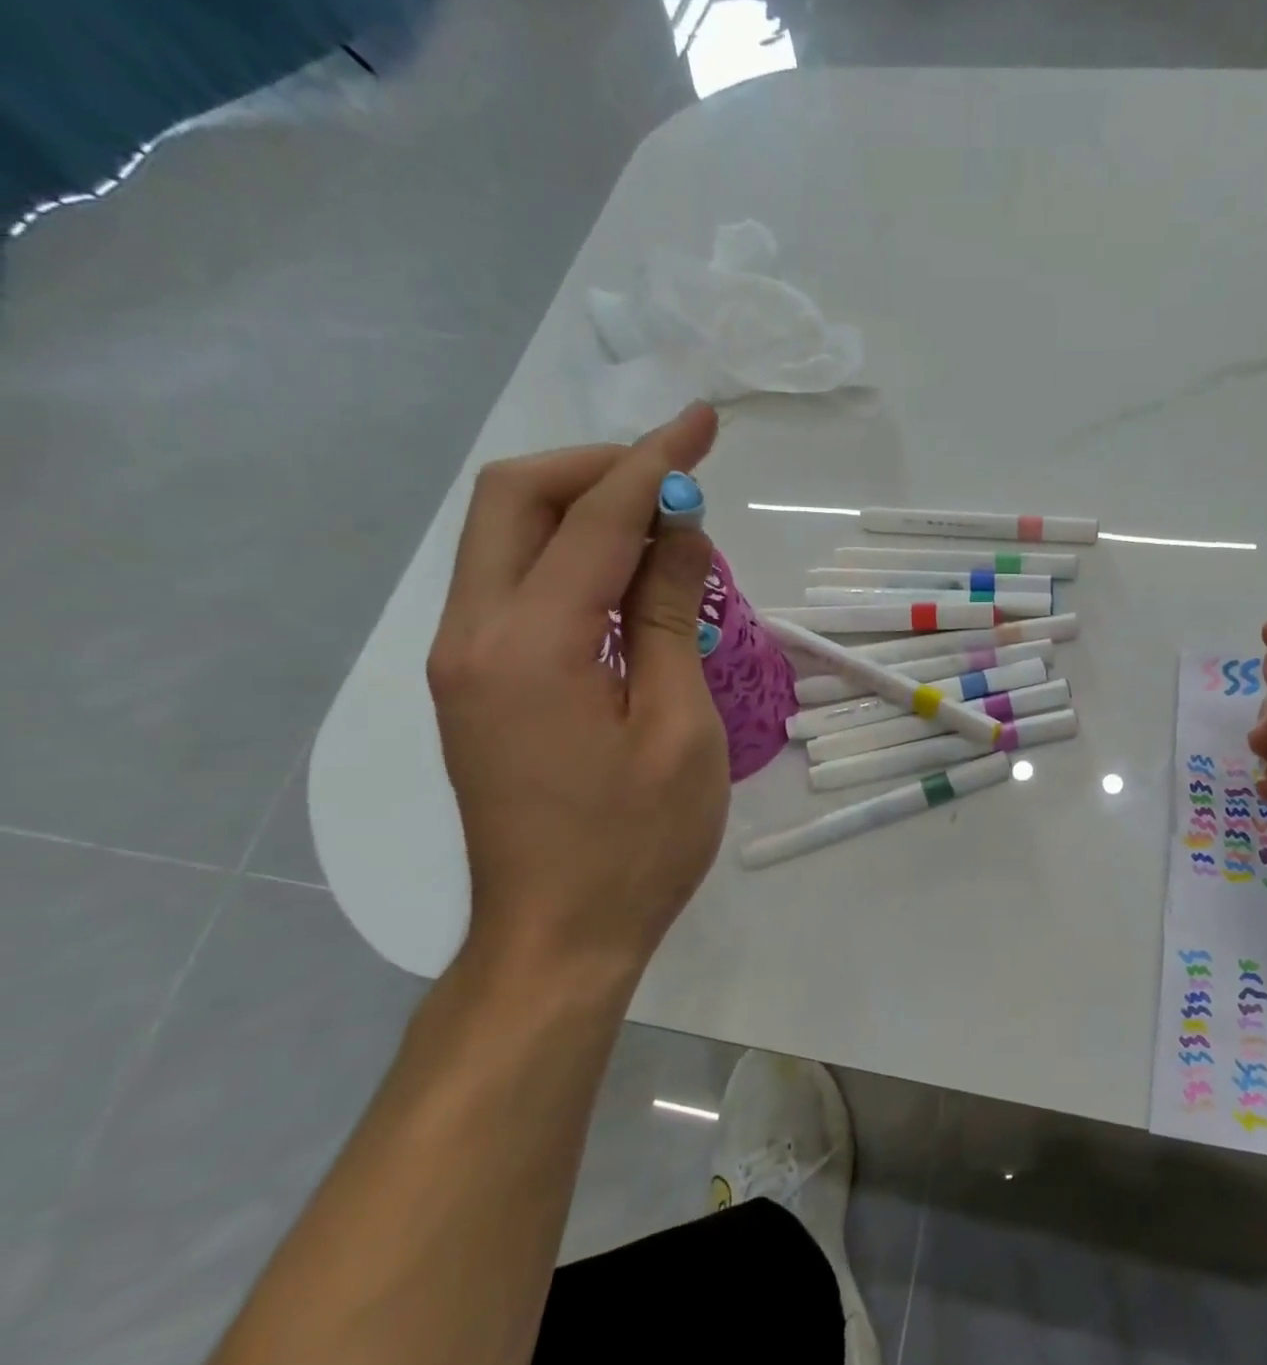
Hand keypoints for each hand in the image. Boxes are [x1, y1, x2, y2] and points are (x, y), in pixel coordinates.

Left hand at [427, 404, 728, 983]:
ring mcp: (464, 660)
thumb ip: (671, 618)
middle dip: (599, 467)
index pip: (595, 517)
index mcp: (529, 644)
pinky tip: (629, 583)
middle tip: (675, 476)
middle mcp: (473, 634)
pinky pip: (516, 586)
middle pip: (516, 500)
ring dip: (584, 510)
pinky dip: (571, 559)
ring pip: (507, 538)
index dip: (655, 463)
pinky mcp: (476, 685)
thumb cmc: (636, 844)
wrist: (557, 939)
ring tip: (665, 527)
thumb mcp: (678, 727)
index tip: (703, 425)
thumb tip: (681, 532)